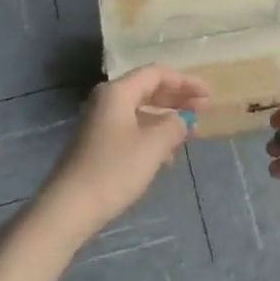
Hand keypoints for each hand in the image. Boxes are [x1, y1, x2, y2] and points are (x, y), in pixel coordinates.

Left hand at [35, 65, 208, 242]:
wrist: (70, 206)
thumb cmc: (114, 170)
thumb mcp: (152, 146)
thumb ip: (174, 126)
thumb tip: (182, 119)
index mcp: (118, 92)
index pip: (157, 74)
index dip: (186, 81)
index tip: (209, 95)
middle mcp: (107, 100)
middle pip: (148, 89)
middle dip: (177, 98)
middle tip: (204, 110)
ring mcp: (100, 122)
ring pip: (140, 111)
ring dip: (166, 118)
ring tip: (191, 132)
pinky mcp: (98, 143)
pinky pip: (131, 128)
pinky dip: (152, 134)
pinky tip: (167, 154)